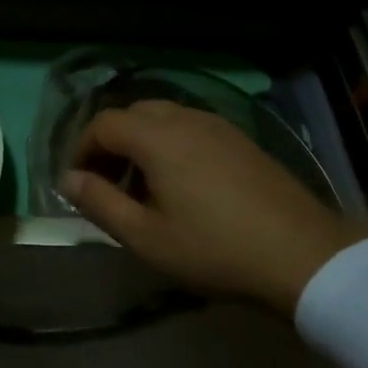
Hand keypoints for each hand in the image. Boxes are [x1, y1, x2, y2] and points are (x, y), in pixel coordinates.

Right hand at [61, 100, 367, 313]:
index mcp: (157, 136)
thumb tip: (67, 178)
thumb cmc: (214, 249)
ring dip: (143, 144)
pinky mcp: (241, 139)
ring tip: (146, 190)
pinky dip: (172, 145)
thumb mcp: (146, 236)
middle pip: (133, 114)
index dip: (82, 149)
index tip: (80, 184)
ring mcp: (218, 125)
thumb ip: (100, 203)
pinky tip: (185, 186)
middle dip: (112, 144)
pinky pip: (192, 128)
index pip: (103, 123)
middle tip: (110, 186)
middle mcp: (185, 117)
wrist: (301, 253)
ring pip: (164, 119)